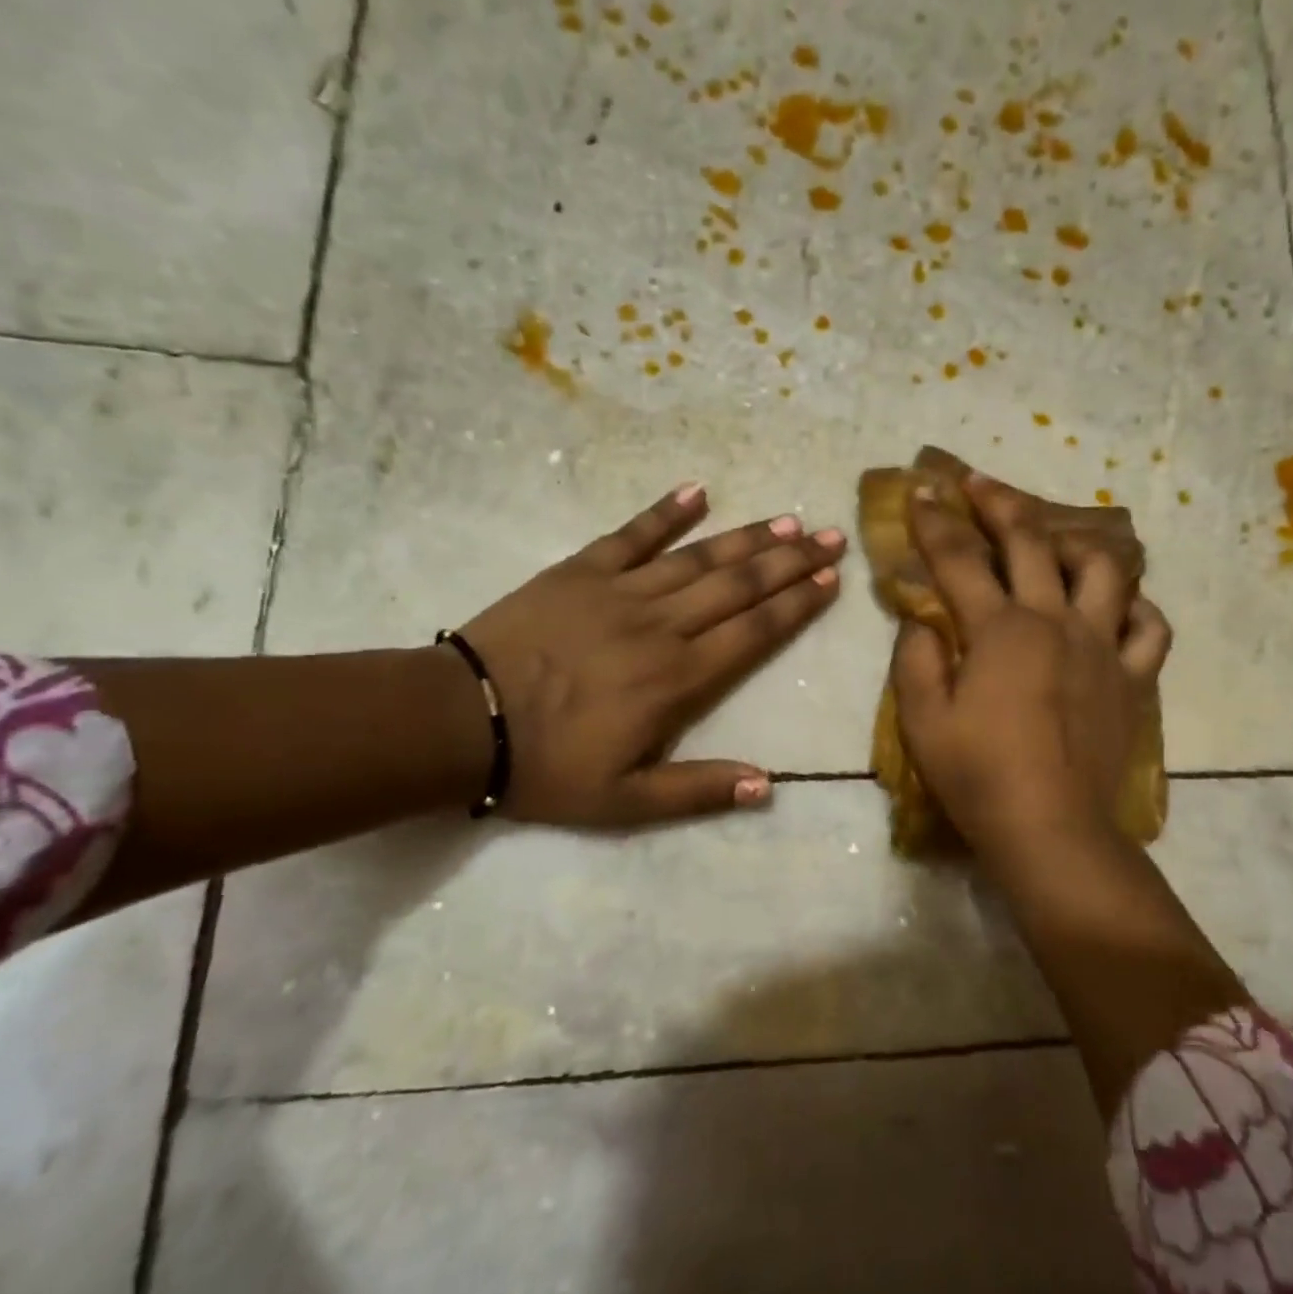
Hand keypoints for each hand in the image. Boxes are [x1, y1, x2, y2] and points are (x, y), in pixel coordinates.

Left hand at [456, 481, 844, 826]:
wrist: (461, 722)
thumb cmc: (547, 766)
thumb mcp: (625, 802)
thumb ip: (698, 791)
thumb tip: (767, 785)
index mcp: (678, 679)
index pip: (754, 632)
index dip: (796, 605)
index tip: (830, 579)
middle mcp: (662, 626)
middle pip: (739, 586)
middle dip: (791, 561)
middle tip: (831, 536)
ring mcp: (621, 591)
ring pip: (699, 558)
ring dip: (747, 537)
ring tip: (788, 520)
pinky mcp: (581, 571)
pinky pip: (631, 534)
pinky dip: (665, 512)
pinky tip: (697, 491)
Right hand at [891, 475, 1169, 855]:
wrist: (1050, 828)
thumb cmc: (977, 775)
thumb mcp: (922, 719)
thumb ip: (915, 659)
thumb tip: (922, 621)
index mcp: (999, 630)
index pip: (960, 559)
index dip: (936, 521)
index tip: (922, 490)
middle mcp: (1054, 622)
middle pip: (1032, 544)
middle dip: (1001, 505)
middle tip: (980, 484)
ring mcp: (1100, 647)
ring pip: (1105, 570)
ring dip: (1076, 544)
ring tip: (1057, 543)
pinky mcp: (1131, 678)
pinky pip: (1149, 628)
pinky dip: (1136, 607)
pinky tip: (1118, 606)